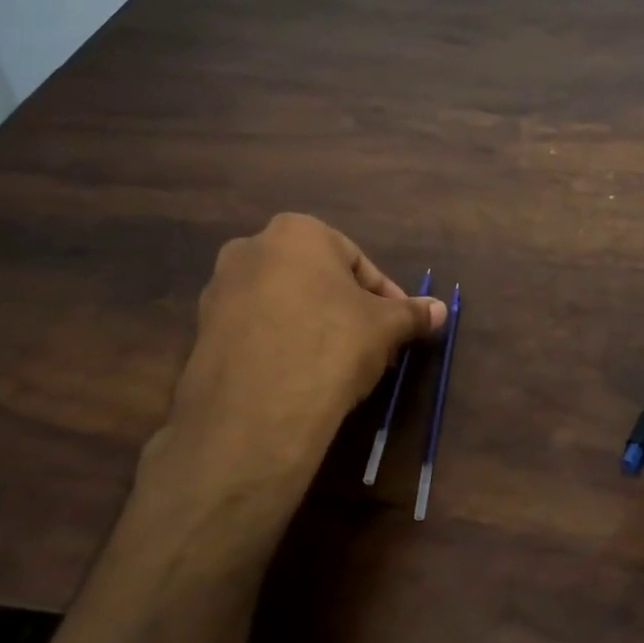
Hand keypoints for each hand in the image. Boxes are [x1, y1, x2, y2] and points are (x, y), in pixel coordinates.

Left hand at [138, 215, 445, 518]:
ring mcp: (220, 291)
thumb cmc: (331, 345)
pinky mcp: (203, 332)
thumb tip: (440, 310)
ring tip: (342, 367)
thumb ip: (412, 313)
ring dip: (317, 327)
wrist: (257, 411)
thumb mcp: (385, 327)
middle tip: (375, 347)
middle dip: (349, 311)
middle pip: (318, 280)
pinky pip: (258, 331)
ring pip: (286, 305)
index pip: (357, 262)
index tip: (400, 327)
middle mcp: (250, 249)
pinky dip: (284, 345)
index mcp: (296, 232)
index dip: (386, 297)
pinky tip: (304, 378)